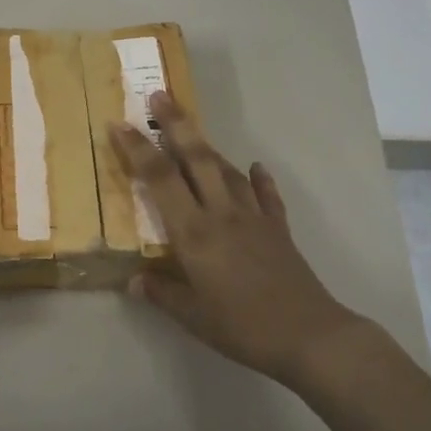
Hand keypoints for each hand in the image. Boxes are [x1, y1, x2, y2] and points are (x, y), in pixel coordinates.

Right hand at [110, 92, 366, 387]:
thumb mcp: (193, 317)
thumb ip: (161, 293)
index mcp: (194, 233)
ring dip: (207, 146)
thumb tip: (132, 280)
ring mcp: (254, 217)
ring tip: (191, 131)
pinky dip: (258, 179)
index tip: (120, 124)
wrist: (310, 335)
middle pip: (196, 158)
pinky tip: (254, 168)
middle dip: (176, 124)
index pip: (160, 180)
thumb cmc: (243, 328)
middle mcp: (222, 214)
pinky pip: (266, 194)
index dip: (137, 149)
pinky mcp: (278, 228)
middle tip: (160, 94)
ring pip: (226, 170)